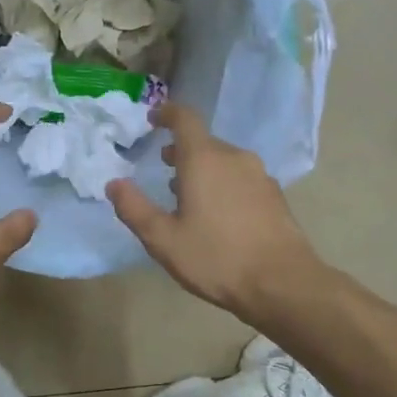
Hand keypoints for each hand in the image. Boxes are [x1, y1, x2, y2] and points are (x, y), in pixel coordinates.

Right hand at [106, 103, 321, 321]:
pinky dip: (223, 183)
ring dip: (203, 168)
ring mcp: (259, 175)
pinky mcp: (274, 195)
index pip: (185, 119)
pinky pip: (241, 177)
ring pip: (224, 160)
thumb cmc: (216, 258)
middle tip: (163, 165)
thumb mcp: (163, 239)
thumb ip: (135, 208)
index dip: (167, 113)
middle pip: (204, 142)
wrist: (282, 283)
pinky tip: (218, 213)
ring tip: (187, 193)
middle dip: (181, 149)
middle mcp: (234, 157)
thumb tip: (115, 183)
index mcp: (204, 159)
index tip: (153, 118)